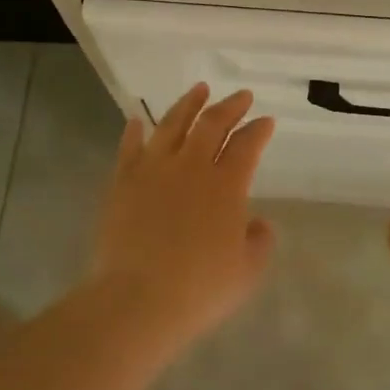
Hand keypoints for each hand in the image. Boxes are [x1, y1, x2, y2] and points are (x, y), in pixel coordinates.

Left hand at [88, 83, 276, 339]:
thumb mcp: (247, 271)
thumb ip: (259, 241)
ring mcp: (154, 170)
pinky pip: (130, 148)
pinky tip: (137, 121)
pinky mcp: (123, 182)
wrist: (137, 299)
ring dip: (188, 104)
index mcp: (227, 185)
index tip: (266, 121)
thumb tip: (257, 223)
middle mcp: (192, 166)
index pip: (248, 145)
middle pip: (213, 124)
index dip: (259, 130)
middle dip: (230, 106)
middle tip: (241, 96)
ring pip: (172, 124)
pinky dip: (134, 131)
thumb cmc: (200, 288)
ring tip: (199, 89)